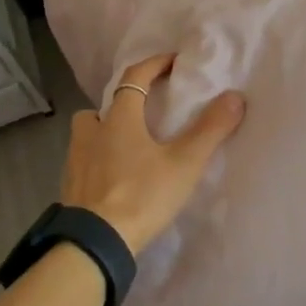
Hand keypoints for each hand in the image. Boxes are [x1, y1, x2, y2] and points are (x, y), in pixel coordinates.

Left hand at [62, 54, 244, 252]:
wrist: (95, 244)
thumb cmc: (141, 195)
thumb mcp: (184, 163)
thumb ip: (210, 129)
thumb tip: (235, 96)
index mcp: (119, 120)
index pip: (134, 78)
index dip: (154, 65)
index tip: (172, 62)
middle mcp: (92, 134)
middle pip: (99, 108)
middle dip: (119, 105)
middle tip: (142, 116)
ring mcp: (76, 163)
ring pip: (86, 136)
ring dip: (102, 134)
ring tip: (126, 150)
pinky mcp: (70, 190)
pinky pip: (83, 165)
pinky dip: (97, 164)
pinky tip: (114, 181)